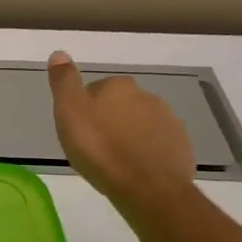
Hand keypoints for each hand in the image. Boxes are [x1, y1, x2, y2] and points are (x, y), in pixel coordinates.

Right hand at [47, 51, 197, 214]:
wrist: (147, 187)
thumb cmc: (99, 148)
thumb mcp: (68, 112)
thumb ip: (64, 81)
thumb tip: (59, 53)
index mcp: (118, 86)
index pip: (94, 91)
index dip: (83, 110)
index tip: (77, 130)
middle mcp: (147, 96)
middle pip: (119, 106)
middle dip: (108, 121)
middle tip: (93, 147)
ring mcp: (169, 121)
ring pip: (140, 124)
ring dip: (128, 136)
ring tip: (114, 161)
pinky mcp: (182, 146)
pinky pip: (157, 144)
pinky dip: (146, 152)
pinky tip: (134, 170)